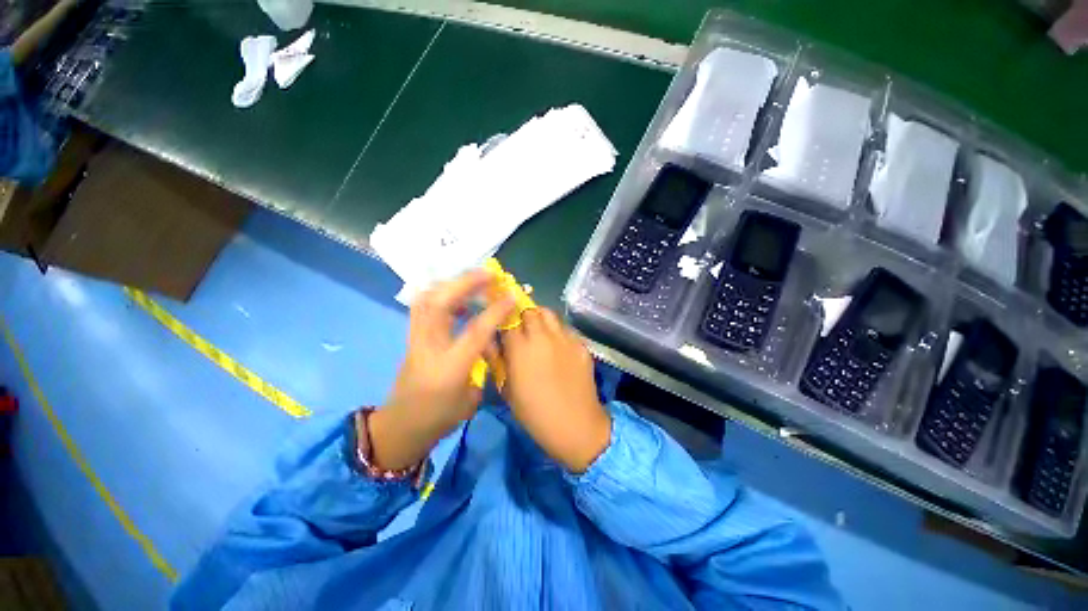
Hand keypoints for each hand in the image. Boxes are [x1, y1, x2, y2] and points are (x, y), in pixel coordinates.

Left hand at [370, 271, 513, 470]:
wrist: (401, 426)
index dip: (495, 311)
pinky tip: (458, 298)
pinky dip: (441, 293)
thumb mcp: (471, 399)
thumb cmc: (439, 417)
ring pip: (426, 299)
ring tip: (473, 280)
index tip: (512, 296)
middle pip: (440, 303)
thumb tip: (491, 341)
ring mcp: (415, 339)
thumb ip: (482, 366)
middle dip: (466, 282)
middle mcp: (428, 347)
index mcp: (449, 368)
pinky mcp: (412, 335)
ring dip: (451, 283)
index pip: (475, 331)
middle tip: (489, 274)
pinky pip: (424, 305)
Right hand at [500, 308, 609, 472]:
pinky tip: (559, 347)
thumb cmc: (534, 413)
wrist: (575, 425)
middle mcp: (543, 337)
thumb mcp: (507, 390)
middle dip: (523, 316)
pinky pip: (566, 329)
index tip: (503, 325)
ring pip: (550, 314)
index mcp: (520, 349)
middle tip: (522, 329)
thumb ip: (497, 361)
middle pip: (530, 311)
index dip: (504, 321)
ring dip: (541, 318)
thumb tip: (490, 342)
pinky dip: (558, 332)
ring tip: (540, 332)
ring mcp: (565, 339)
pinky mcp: (581, 345)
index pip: (508, 321)